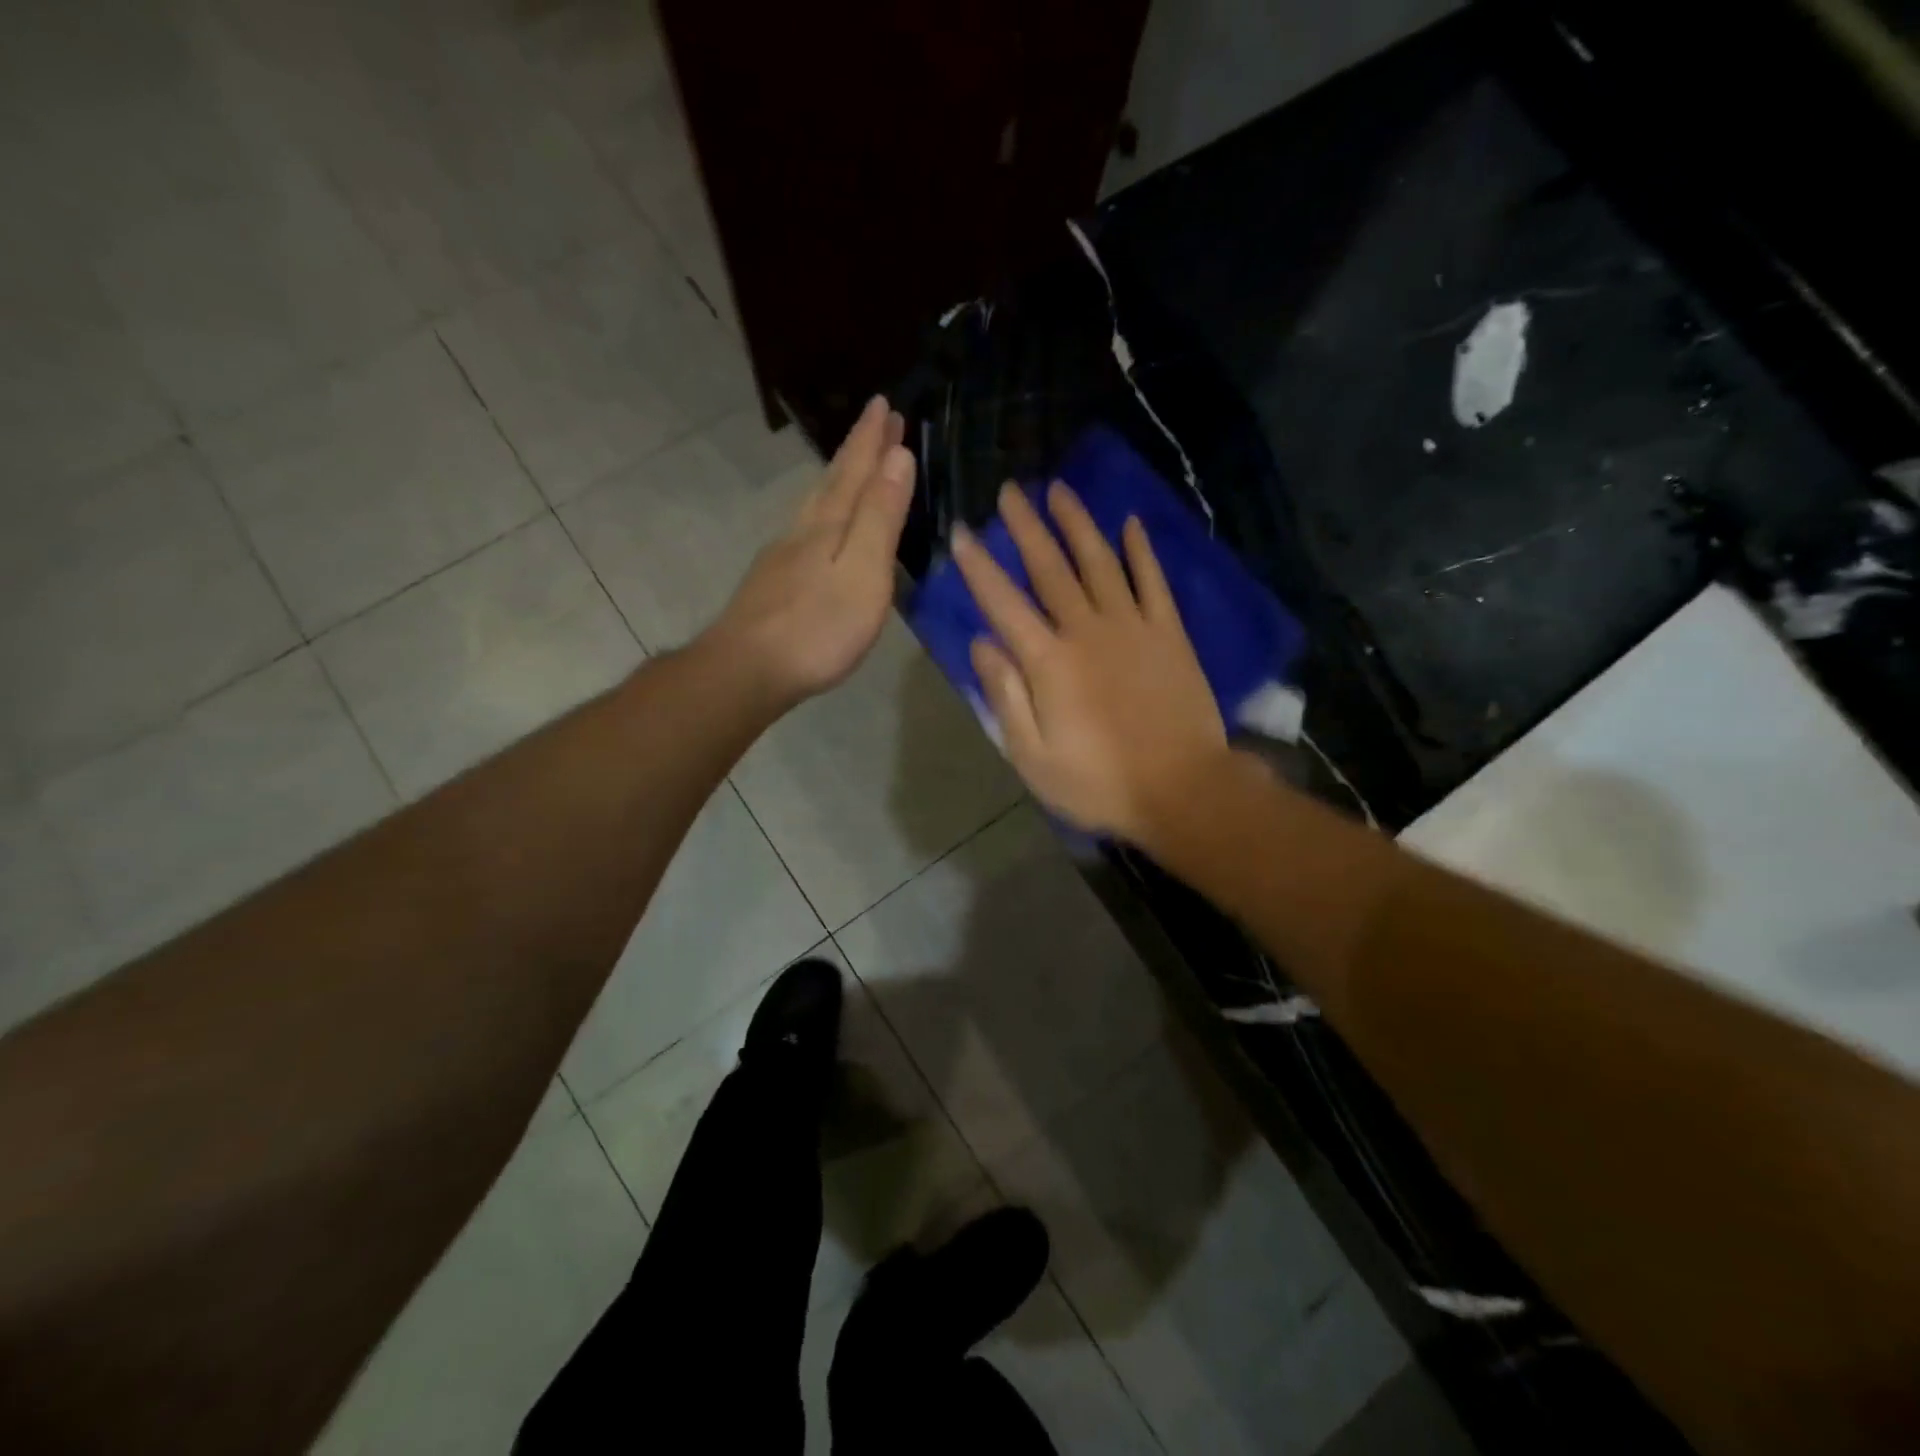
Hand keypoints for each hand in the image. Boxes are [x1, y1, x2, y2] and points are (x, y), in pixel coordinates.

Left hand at [704, 396, 915, 707]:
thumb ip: (880, 517)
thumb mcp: (864, 572)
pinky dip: (823, 513)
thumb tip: (898, 455)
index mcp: (830, 525)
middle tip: (877, 419)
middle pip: (833, 481)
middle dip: (858, 450)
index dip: (873, 438)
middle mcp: (803, 531)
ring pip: (815, 504)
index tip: (886, 405)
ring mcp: (783, 557)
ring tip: (853, 464)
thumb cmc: (817, 628)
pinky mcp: (774, 583)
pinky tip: (820, 526)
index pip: (856, 470)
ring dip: (838, 478)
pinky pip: (806, 530)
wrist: (747, 670)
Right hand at [952, 481, 1226, 842]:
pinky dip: (1140, 551)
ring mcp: (1132, 627)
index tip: (961, 532)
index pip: (1003, 603)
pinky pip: (1153, 581)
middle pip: (1050, 569)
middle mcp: (1087, 631)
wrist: (1182, 790)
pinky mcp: (1169, 633)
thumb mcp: (1033, 756)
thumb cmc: (1099, 782)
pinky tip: (1129, 523)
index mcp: (1048, 663)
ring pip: (1100, 562)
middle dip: (1026, 527)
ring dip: (1077, 524)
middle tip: (1011, 490)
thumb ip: (1006, 697)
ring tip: (1059, 489)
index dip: (980, 566)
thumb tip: (982, 643)